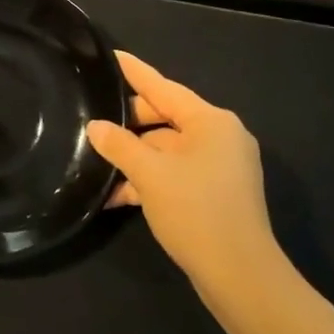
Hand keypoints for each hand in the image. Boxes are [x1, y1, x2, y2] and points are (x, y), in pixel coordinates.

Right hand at [87, 52, 284, 310]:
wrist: (241, 277)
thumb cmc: (196, 212)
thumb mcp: (150, 175)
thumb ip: (120, 146)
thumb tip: (96, 127)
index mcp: (211, 122)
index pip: (164, 88)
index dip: (135, 72)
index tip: (113, 56)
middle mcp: (220, 137)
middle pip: (166, 119)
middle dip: (129, 125)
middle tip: (93, 122)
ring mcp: (221, 167)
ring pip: (168, 150)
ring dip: (135, 159)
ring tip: (96, 164)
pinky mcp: (216, 194)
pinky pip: (176, 174)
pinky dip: (151, 180)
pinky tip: (117, 196)